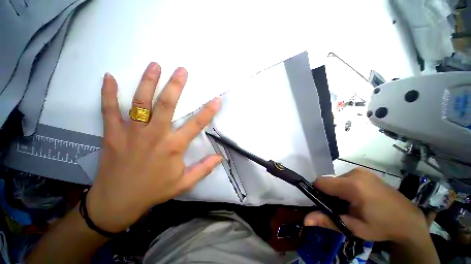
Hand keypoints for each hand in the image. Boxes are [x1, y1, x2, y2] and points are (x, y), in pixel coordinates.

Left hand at [87, 62, 221, 232]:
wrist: (118, 201)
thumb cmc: (154, 191)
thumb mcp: (184, 183)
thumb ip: (204, 169)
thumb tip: (220, 158)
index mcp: (173, 147)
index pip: (196, 125)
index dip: (208, 111)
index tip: (217, 99)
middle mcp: (154, 135)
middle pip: (166, 105)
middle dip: (176, 86)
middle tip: (181, 70)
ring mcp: (131, 132)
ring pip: (140, 102)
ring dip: (147, 82)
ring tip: (154, 65)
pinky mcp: (112, 134)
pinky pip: (108, 110)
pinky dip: (108, 93)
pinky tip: (109, 77)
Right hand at [304, 168, 428, 242]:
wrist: (409, 221)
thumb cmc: (381, 227)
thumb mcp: (354, 228)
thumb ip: (327, 221)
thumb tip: (305, 220)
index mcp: (352, 185)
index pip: (320, 182)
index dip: (318, 193)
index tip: (325, 206)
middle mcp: (355, 173)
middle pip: (329, 181)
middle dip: (330, 194)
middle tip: (341, 209)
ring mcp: (362, 172)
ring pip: (337, 180)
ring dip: (338, 191)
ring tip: (351, 205)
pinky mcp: (367, 173)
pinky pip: (347, 178)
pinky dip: (346, 187)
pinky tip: (359, 199)